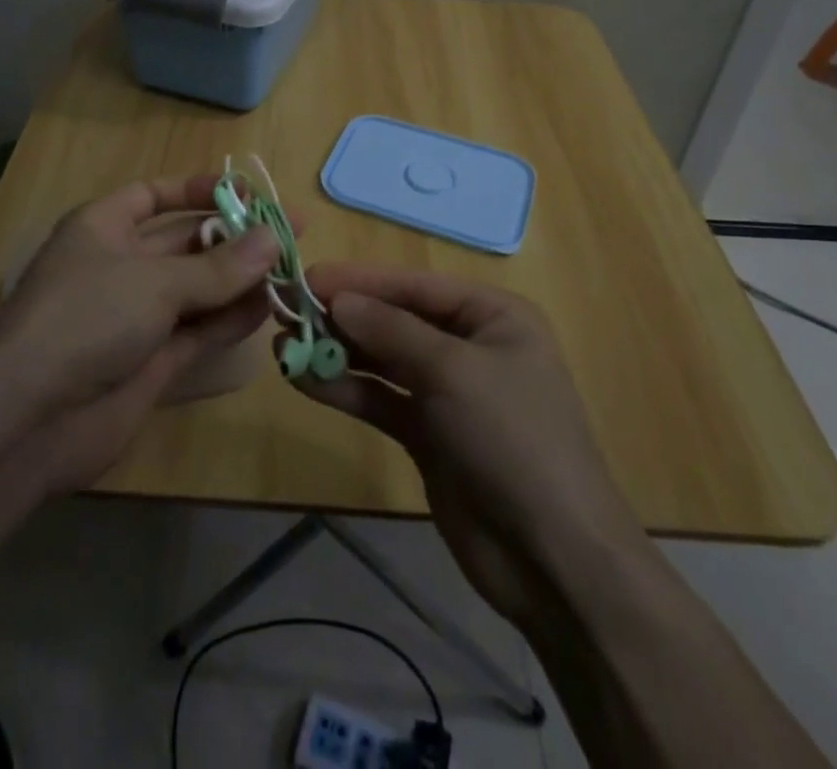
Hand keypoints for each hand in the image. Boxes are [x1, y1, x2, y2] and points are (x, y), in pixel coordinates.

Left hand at [0, 176, 280, 492]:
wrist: (28, 420)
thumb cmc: (86, 318)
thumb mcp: (154, 281)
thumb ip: (218, 265)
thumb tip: (272, 239)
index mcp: (103, 228)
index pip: (153, 195)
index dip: (197, 190)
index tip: (247, 193)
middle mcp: (120, 266)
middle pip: (184, 243)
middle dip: (233, 237)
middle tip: (290, 234)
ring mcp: (135, 317)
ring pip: (197, 289)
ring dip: (239, 280)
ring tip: (290, 270)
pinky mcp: (150, 362)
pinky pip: (198, 331)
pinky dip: (230, 320)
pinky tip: (268, 309)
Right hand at [297, 263, 648, 630]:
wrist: (554, 558)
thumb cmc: (513, 438)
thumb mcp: (453, 371)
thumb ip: (391, 331)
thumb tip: (338, 298)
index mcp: (491, 315)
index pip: (414, 285)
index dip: (360, 280)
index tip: (306, 278)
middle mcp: (469, 345)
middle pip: (394, 320)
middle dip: (342, 316)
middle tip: (285, 311)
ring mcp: (447, 392)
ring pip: (382, 360)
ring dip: (336, 352)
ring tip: (283, 346)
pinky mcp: (428, 434)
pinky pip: (380, 400)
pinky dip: (345, 389)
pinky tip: (304, 380)